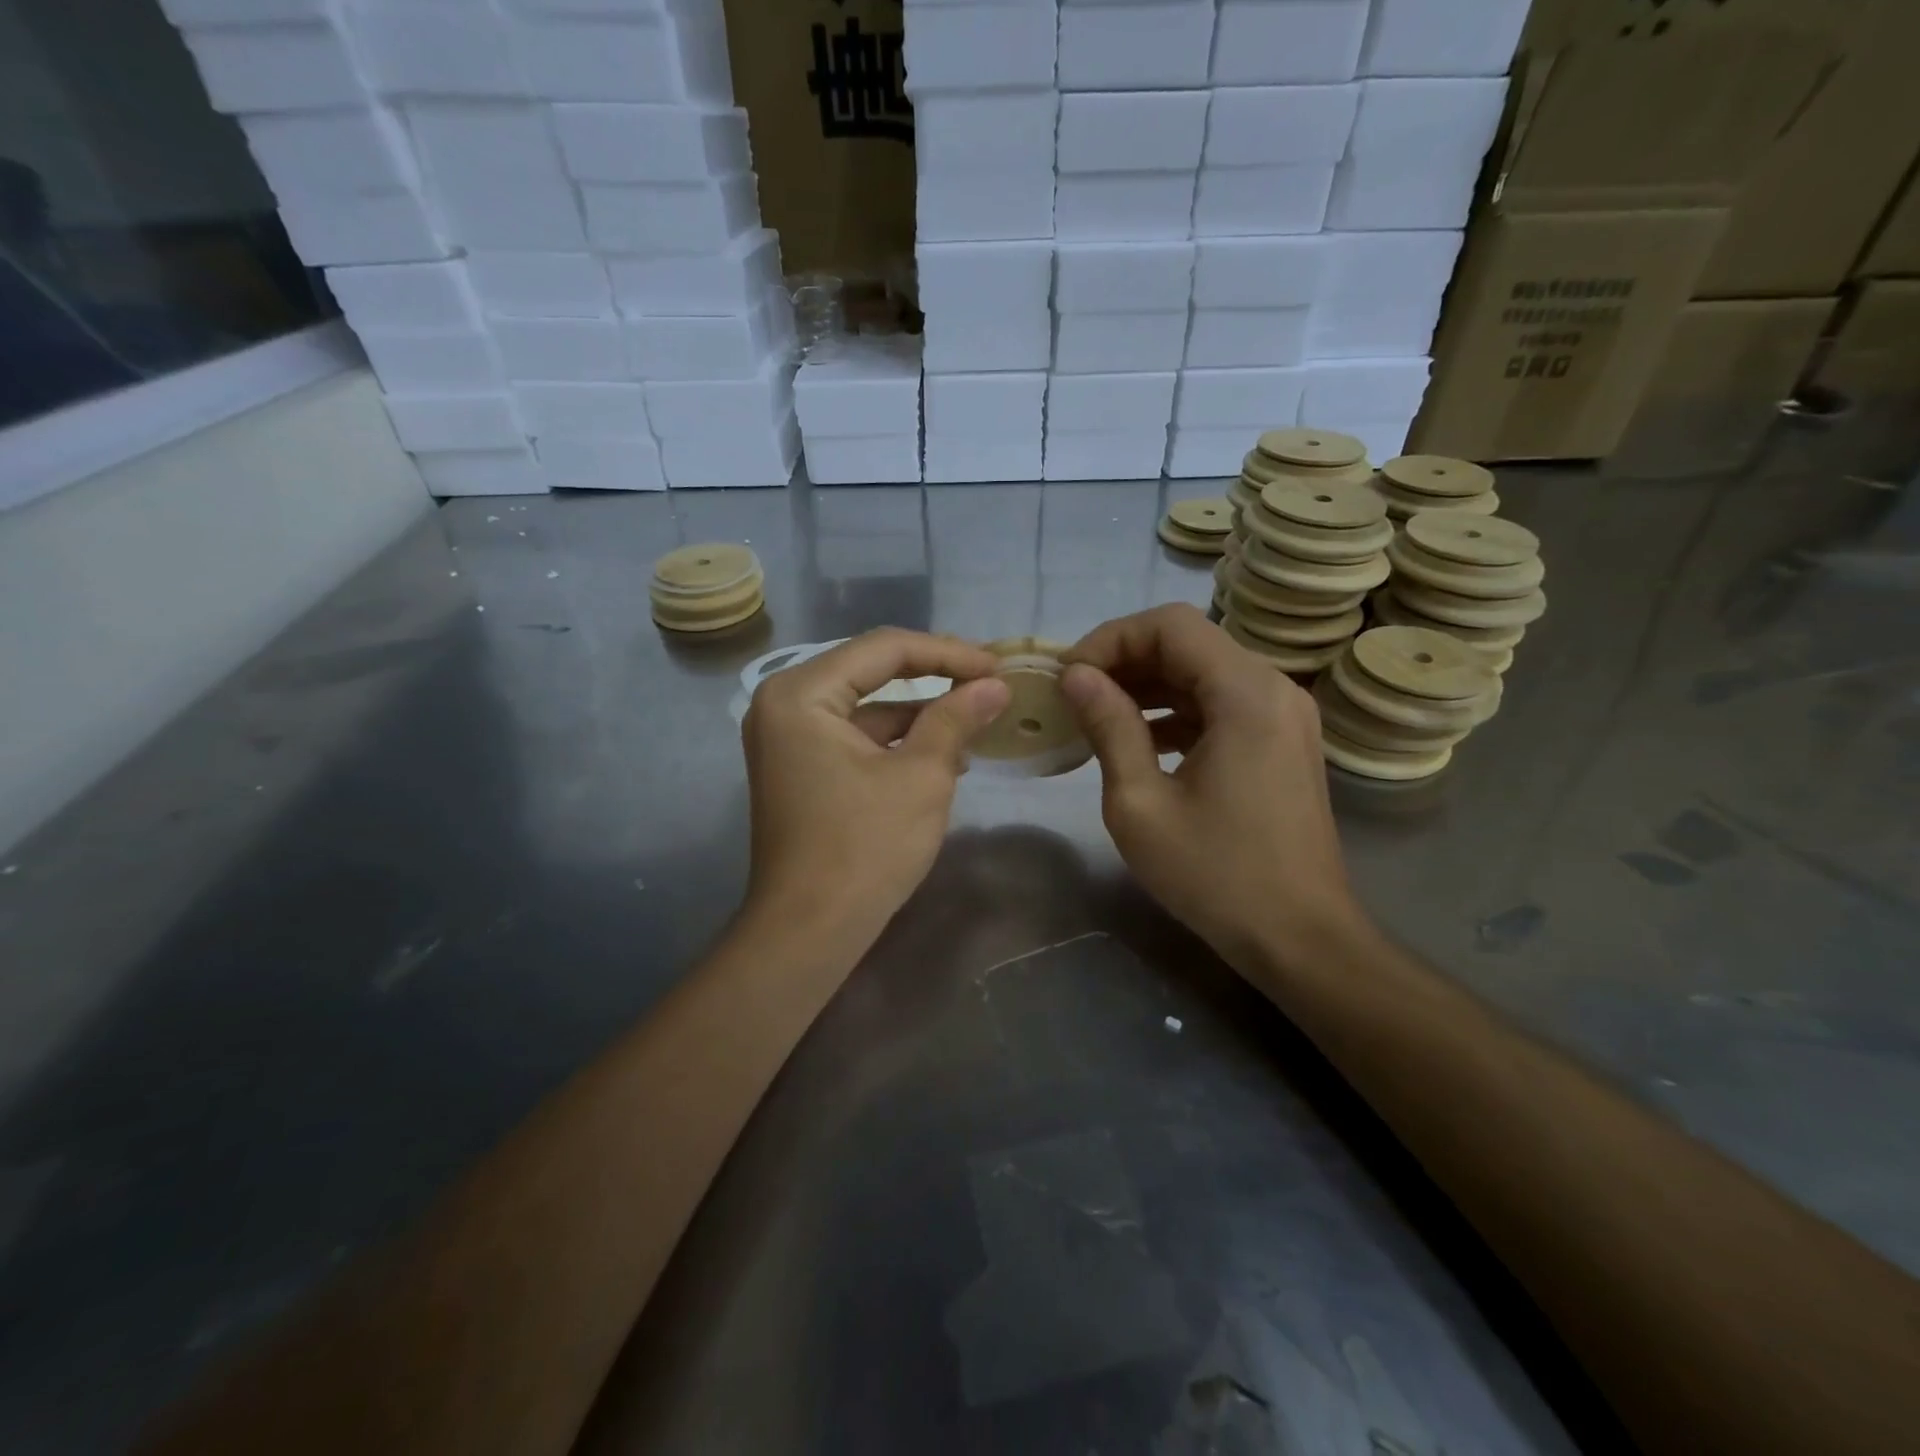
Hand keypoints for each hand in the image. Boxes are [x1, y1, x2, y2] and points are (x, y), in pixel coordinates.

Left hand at [741, 628, 1010, 952]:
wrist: (810, 931)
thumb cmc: (865, 847)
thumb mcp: (922, 775)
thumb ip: (956, 718)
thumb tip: (996, 686)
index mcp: (801, 693)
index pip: (884, 648)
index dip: (948, 652)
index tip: (997, 666)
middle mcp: (784, 704)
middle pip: (871, 670)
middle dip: (935, 676)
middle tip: (989, 681)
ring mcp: (788, 738)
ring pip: (867, 706)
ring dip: (921, 711)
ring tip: (978, 717)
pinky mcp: (800, 768)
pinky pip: (855, 737)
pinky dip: (898, 740)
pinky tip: (945, 753)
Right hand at [1060, 604, 1361, 967]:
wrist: (1299, 936)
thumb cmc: (1215, 874)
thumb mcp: (1140, 803)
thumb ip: (1109, 727)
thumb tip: (1076, 676)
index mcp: (1246, 695)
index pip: (1170, 625)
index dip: (1110, 639)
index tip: (1070, 677)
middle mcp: (1274, 688)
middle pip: (1189, 642)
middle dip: (1125, 659)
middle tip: (1075, 694)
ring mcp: (1284, 714)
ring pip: (1204, 670)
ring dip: (1148, 683)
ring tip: (1096, 714)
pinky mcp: (1282, 739)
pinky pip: (1222, 702)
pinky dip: (1176, 708)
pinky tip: (1139, 738)